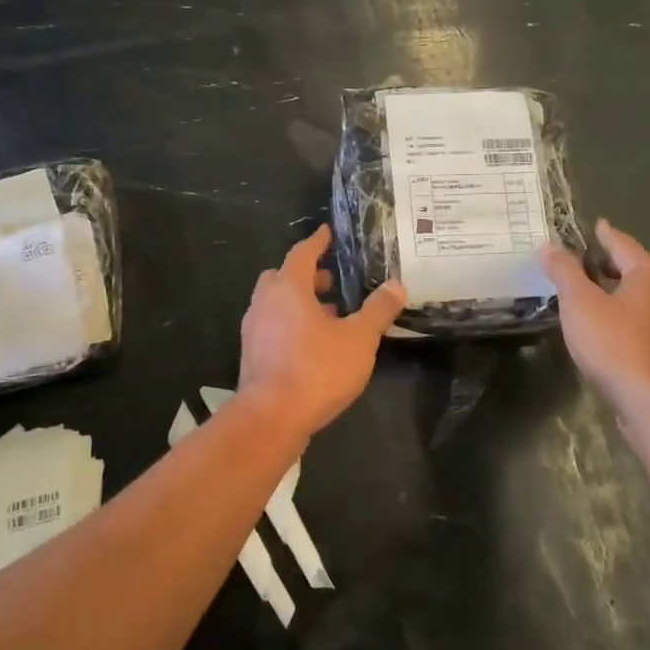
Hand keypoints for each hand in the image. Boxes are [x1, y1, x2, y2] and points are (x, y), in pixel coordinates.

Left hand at [236, 225, 406, 440]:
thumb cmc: (317, 369)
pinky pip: (273, 327)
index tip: (328, 233)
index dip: (317, 242)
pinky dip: (291, 325)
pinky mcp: (252, 355)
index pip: (302, 253)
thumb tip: (397, 285)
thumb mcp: (358, 339)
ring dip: (299, 303)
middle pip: (282, 277)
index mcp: (287, 288)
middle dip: (307, 276)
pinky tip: (314, 345)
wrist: (271, 417)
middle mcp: (264, 302)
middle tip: (332, 282)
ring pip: (276, 304)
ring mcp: (254, 330)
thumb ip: (378, 310)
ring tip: (330, 316)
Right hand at [539, 219, 649, 413]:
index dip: (607, 235)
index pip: (625, 245)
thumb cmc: (615, 345)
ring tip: (620, 296)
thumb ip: (564, 272)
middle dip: (638, 262)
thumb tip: (549, 246)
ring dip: (648, 288)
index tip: (598, 226)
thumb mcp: (579, 305)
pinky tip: (630, 326)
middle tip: (612, 267)